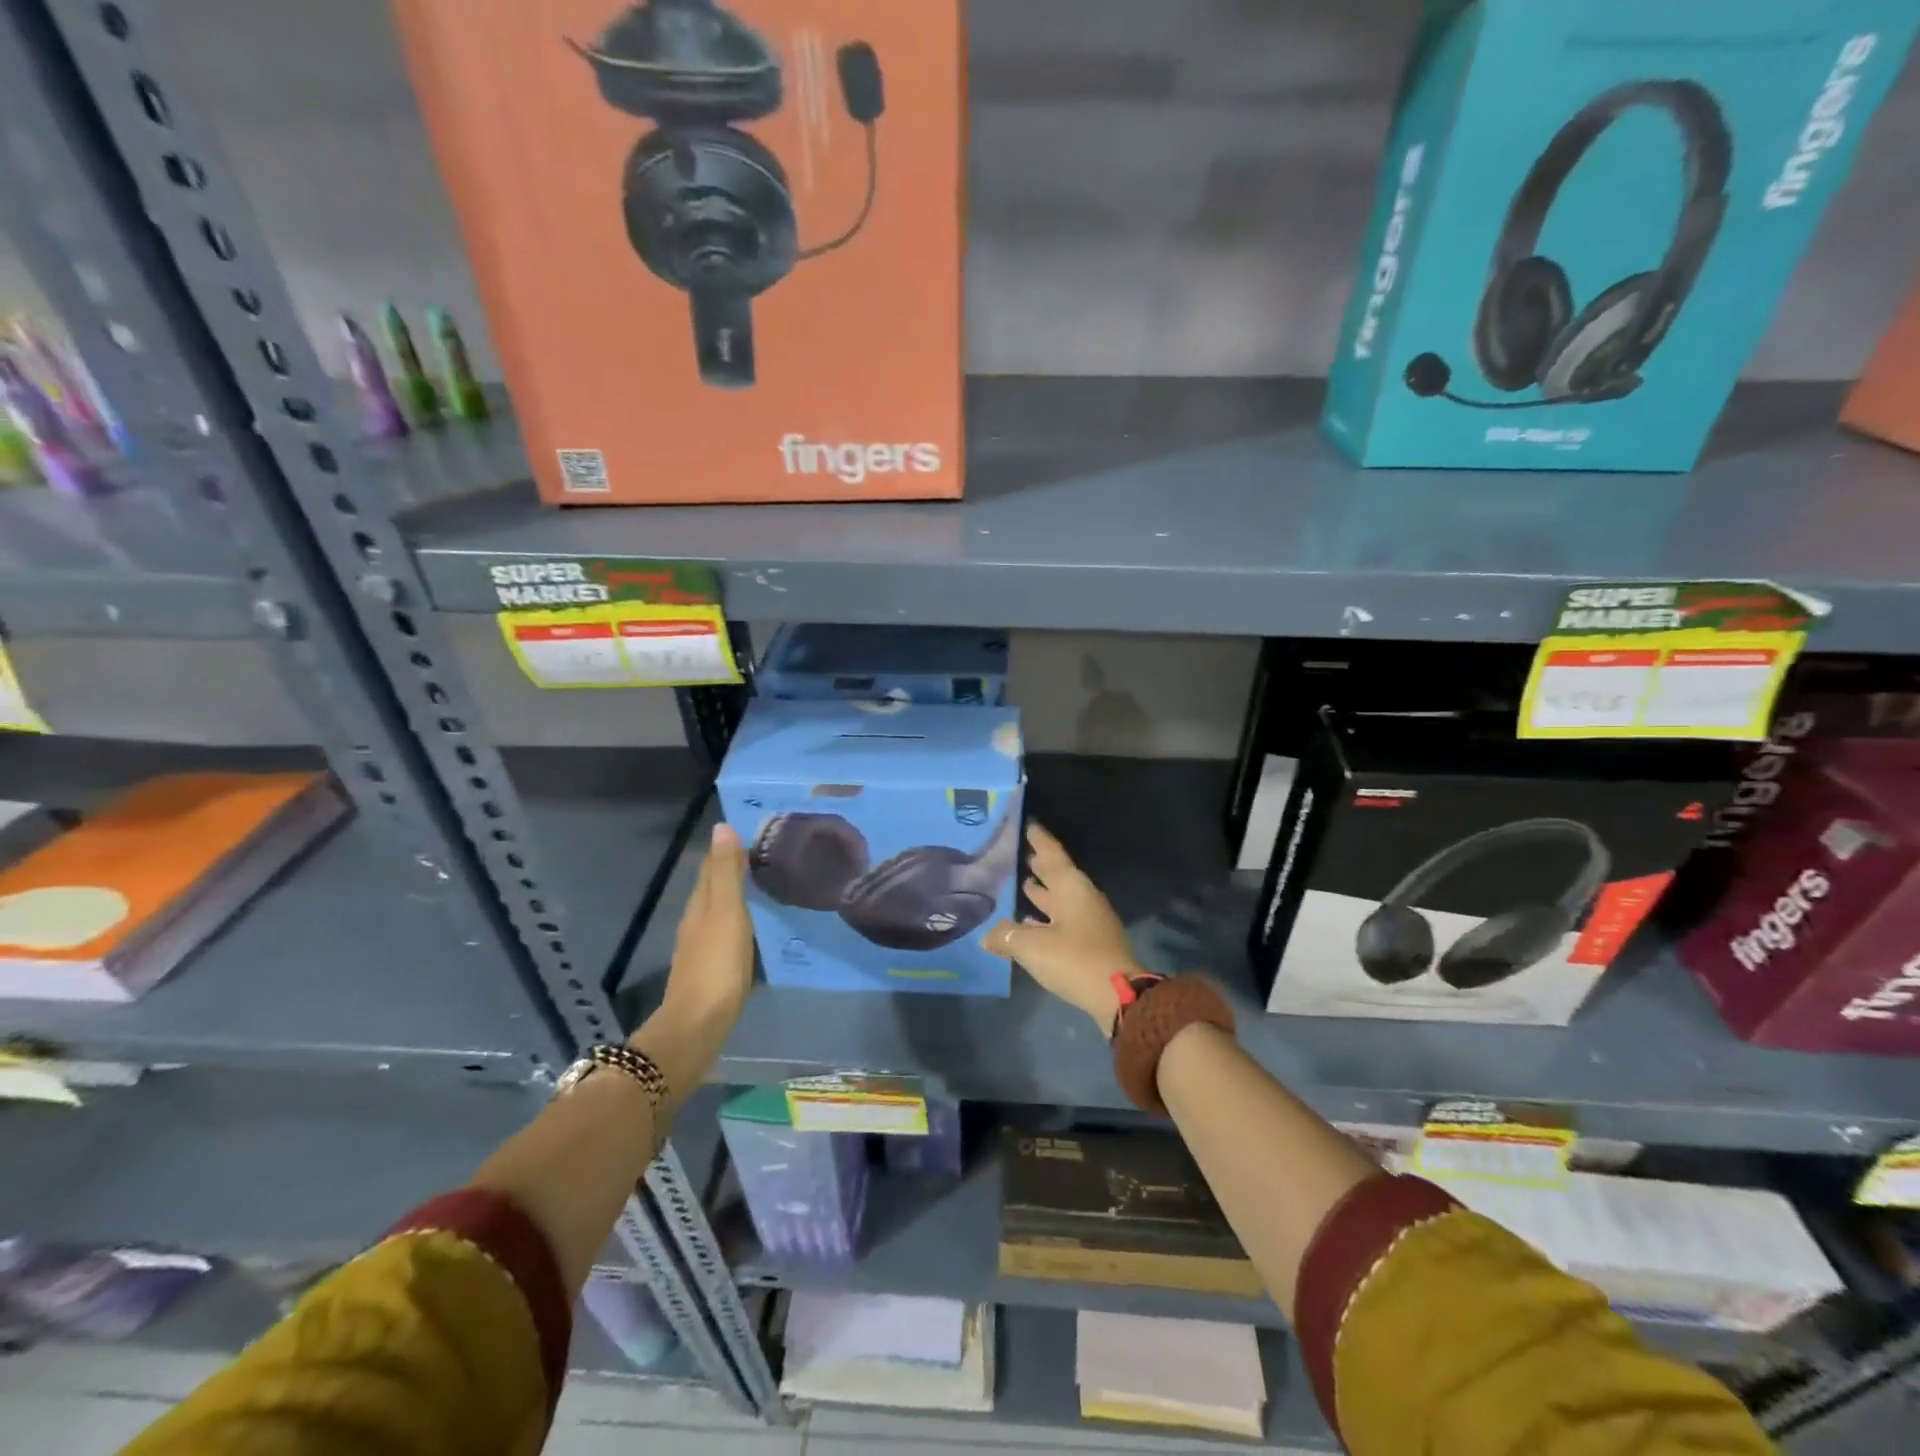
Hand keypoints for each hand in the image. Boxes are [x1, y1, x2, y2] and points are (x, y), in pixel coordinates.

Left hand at [658, 821, 754, 1032]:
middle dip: (737, 869)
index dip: (730, 848)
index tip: (759, 833)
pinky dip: (743, 920)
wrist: (698, 1024)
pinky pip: (729, 931)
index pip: (713, 865)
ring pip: (722, 909)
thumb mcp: (726, 912)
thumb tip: (722, 826)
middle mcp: (698, 920)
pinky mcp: (714, 967)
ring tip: (769, 885)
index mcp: (700, 903)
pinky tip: (759, 925)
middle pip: (716, 886)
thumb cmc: (716, 964)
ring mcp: (703, 945)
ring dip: (740, 895)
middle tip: (771, 855)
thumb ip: (726, 873)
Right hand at [984, 822, 1141, 1035]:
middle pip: (1057, 875)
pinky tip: (1029, 924)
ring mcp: (1089, 921)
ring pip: (1060, 898)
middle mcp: (1082, 898)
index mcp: (1072, 888)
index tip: (1027, 823)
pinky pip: (1062, 920)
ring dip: (1042, 891)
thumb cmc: (1075, 959)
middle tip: (1017, 852)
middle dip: (1038, 864)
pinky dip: (1046, 917)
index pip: (1052, 854)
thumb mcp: (1032, 947)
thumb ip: (1006, 937)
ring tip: (1021, 883)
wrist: (1119, 997)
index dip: (1038, 839)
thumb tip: (987, 936)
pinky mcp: (1090, 942)